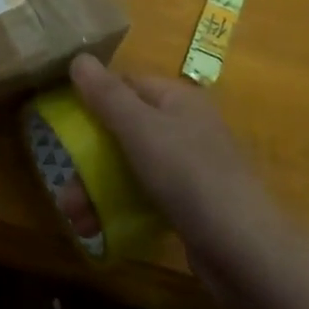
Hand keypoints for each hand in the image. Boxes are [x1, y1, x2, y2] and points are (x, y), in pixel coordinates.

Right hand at [69, 54, 287, 278]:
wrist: (244, 250)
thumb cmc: (188, 175)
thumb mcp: (140, 129)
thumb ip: (107, 95)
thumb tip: (78, 57)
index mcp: (178, 99)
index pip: (127, 85)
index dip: (94, 99)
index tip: (63, 123)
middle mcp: (185, 127)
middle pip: (124, 129)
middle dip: (89, 157)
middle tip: (64, 185)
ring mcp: (189, 168)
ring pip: (131, 167)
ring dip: (97, 188)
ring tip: (75, 217)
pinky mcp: (190, 205)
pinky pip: (145, 196)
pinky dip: (120, 208)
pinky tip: (98, 229)